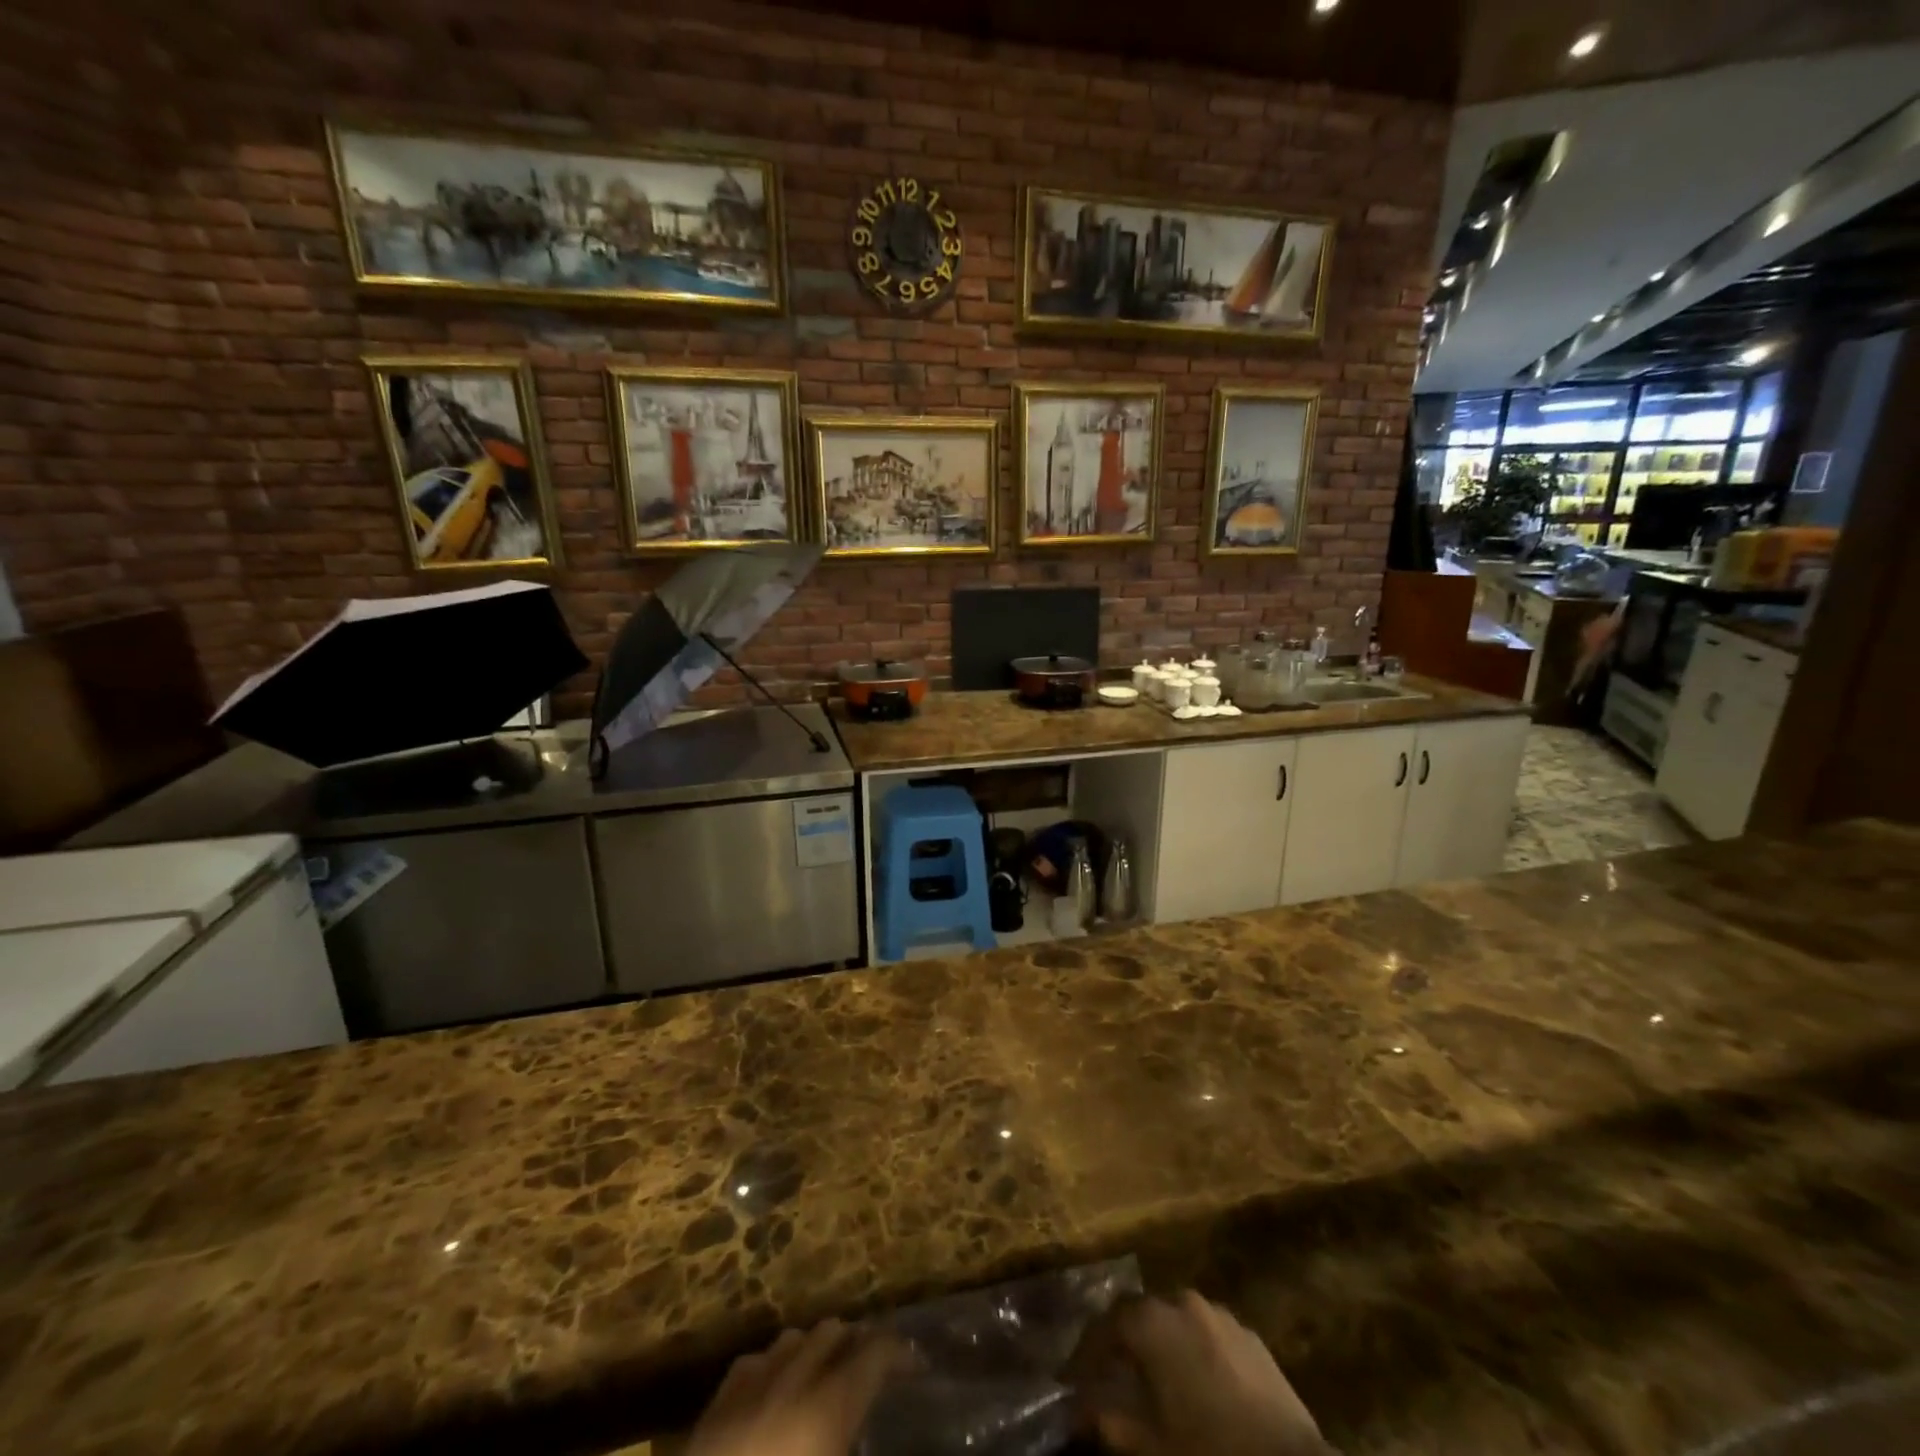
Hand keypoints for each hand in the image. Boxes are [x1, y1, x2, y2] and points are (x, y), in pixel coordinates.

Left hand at [689, 1320, 904, 1455]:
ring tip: (826, 1377)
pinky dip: (773, 1368)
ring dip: (815, 1350)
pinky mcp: (715, 1406)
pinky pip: (754, 1363)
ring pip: (793, 1338)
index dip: (900, 1354)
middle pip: (833, 1331)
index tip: (918, 1367)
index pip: (875, 1353)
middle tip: (872, 1372)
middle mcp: (794, 1380)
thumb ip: (852, 1446)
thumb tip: (860, 1434)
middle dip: (857, 1343)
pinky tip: (774, 1394)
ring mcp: (751, 1386)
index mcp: (829, 1408)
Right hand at [1071, 1291, 1326, 1455]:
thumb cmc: (1208, 1450)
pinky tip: (1196, 1385)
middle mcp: (1182, 1301)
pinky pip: (1208, 1335)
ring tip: (1153, 1380)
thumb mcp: (1149, 1445)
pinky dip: (1192, 1352)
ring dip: (1160, 1344)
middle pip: (1141, 1314)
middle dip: (1123, 1342)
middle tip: (1111, 1375)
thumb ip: (1108, 1421)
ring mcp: (1220, 1315)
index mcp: (1152, 1321)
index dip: (1085, 1353)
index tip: (1071, 1379)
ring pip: (1176, 1321)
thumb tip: (1078, 1409)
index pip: (1104, 1324)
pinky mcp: (1251, 1336)